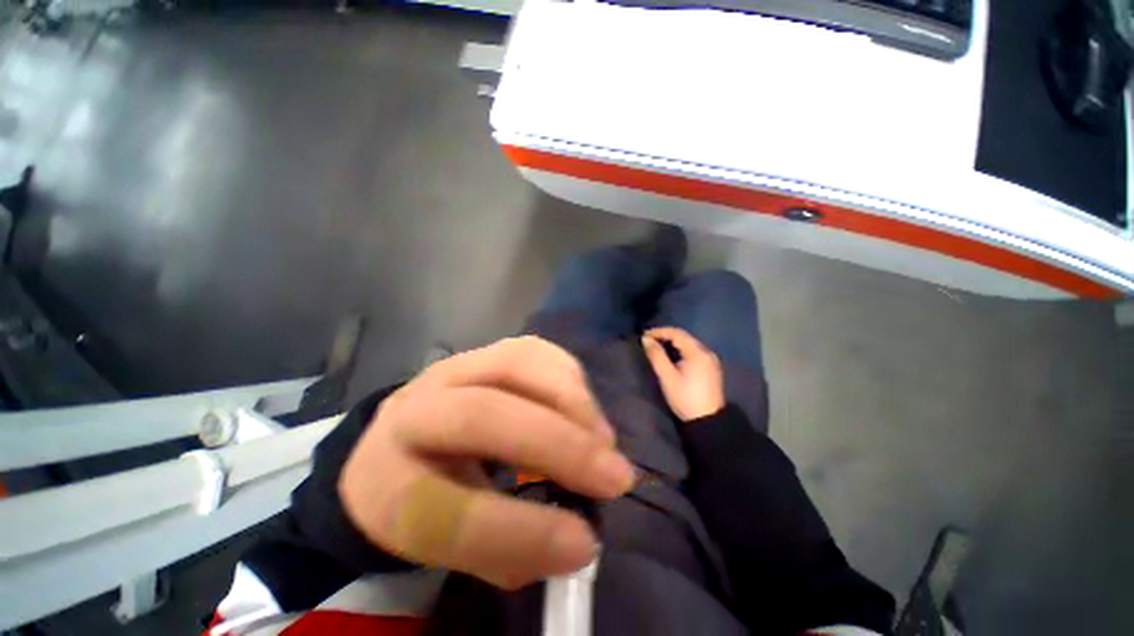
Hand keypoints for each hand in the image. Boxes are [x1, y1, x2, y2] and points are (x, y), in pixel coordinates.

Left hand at [339, 336, 634, 589]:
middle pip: (481, 414)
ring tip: (603, 442)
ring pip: (517, 365)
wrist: (410, 436)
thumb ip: (507, 548)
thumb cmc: (430, 493)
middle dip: (558, 445)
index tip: (582, 544)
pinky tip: (585, 410)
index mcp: (386, 479)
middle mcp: (415, 408)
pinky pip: (537, 350)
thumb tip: (578, 539)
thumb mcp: (452, 540)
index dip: (517, 531)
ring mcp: (456, 366)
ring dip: (573, 404)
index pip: (441, 509)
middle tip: (615, 478)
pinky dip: (571, 380)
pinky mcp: (489, 349)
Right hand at [642, 327, 725, 421]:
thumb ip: (656, 356)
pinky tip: (672, 355)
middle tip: (649, 340)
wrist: (708, 421)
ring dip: (673, 342)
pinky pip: (694, 351)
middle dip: (666, 336)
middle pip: (684, 337)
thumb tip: (646, 340)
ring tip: (658, 346)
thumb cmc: (685, 398)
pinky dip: (681, 349)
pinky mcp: (711, 368)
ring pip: (689, 344)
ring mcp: (711, 360)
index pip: (677, 333)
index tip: (644, 336)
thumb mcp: (667, 377)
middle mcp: (707, 352)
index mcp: (698, 353)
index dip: (659, 332)